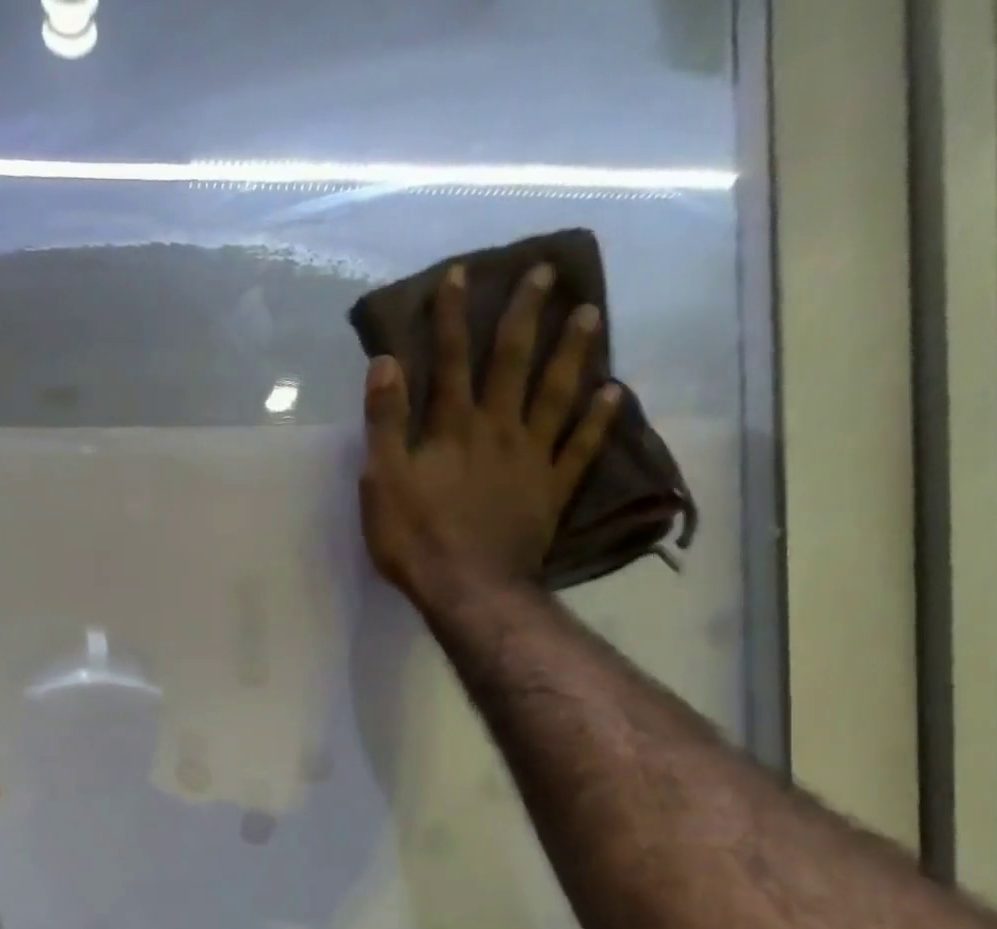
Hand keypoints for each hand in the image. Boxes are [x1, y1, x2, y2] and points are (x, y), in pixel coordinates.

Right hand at [360, 262, 621, 607]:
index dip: (451, 317)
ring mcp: (531, 458)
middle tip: (545, 272)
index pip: (449, 361)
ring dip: (572, 352)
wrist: (468, 588)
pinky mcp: (551, 490)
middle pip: (513, 363)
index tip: (460, 272)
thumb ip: (385, 422)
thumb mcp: (382, 481)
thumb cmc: (416, 538)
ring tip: (590, 313)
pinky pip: (580, 448)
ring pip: (556, 394)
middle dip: (524, 315)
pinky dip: (599, 420)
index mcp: (453, 427)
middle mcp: (497, 429)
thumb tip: (385, 362)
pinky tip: (615, 392)